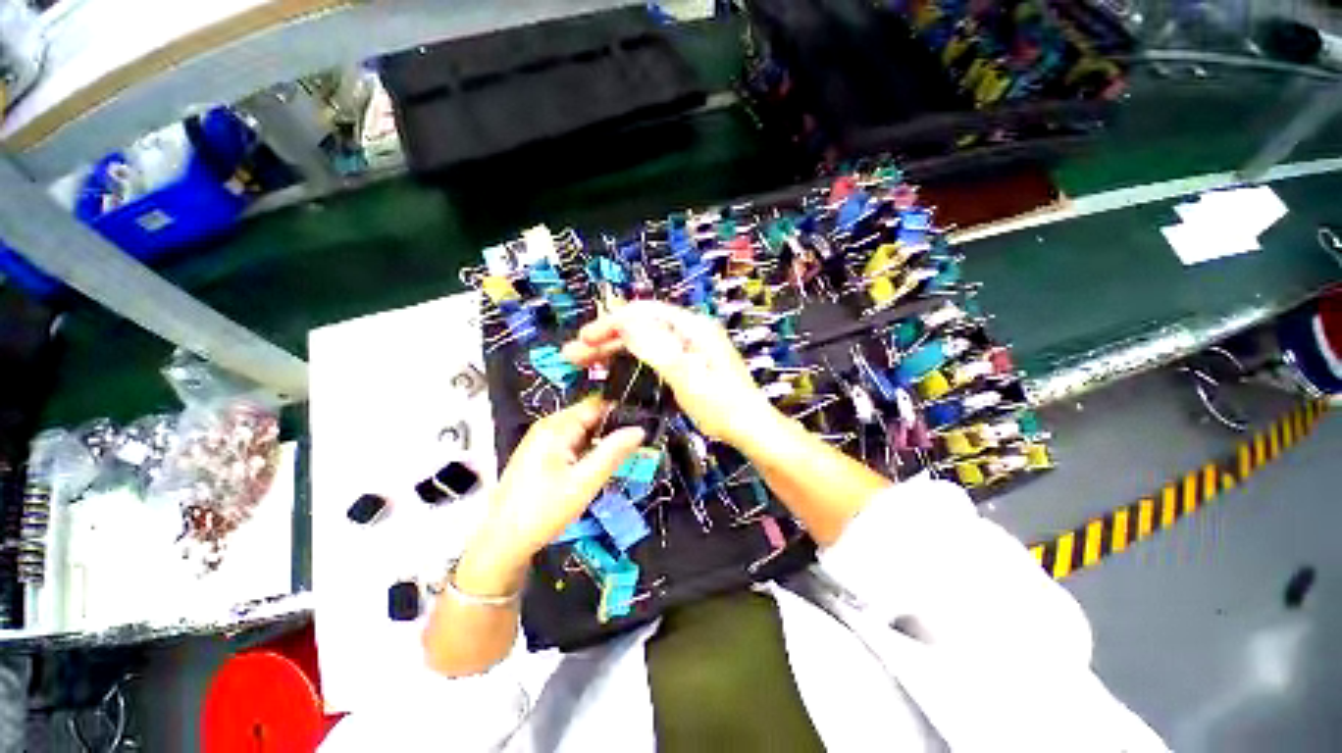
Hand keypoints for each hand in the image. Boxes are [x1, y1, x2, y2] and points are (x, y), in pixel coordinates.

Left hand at [455, 398, 643, 596]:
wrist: (503, 543)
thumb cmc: (544, 511)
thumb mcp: (585, 482)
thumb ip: (614, 453)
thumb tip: (640, 429)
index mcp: (557, 426)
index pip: (597, 404)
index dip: (621, 412)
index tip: (643, 424)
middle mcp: (548, 426)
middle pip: (589, 416)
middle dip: (612, 429)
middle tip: (634, 447)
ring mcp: (542, 439)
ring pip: (582, 431)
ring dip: (600, 441)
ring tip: (619, 458)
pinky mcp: (540, 453)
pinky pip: (571, 442)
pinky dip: (587, 450)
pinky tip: (594, 467)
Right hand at [562, 301, 779, 447]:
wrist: (750, 428)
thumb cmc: (722, 406)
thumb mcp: (688, 377)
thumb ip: (657, 348)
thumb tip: (625, 321)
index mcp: (692, 327)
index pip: (644, 313)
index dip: (611, 322)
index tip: (585, 338)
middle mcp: (689, 332)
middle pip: (640, 326)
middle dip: (606, 337)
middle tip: (575, 353)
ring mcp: (688, 348)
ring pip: (643, 341)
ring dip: (614, 348)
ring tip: (585, 361)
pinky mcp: (686, 364)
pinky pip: (652, 355)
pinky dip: (630, 360)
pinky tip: (614, 369)